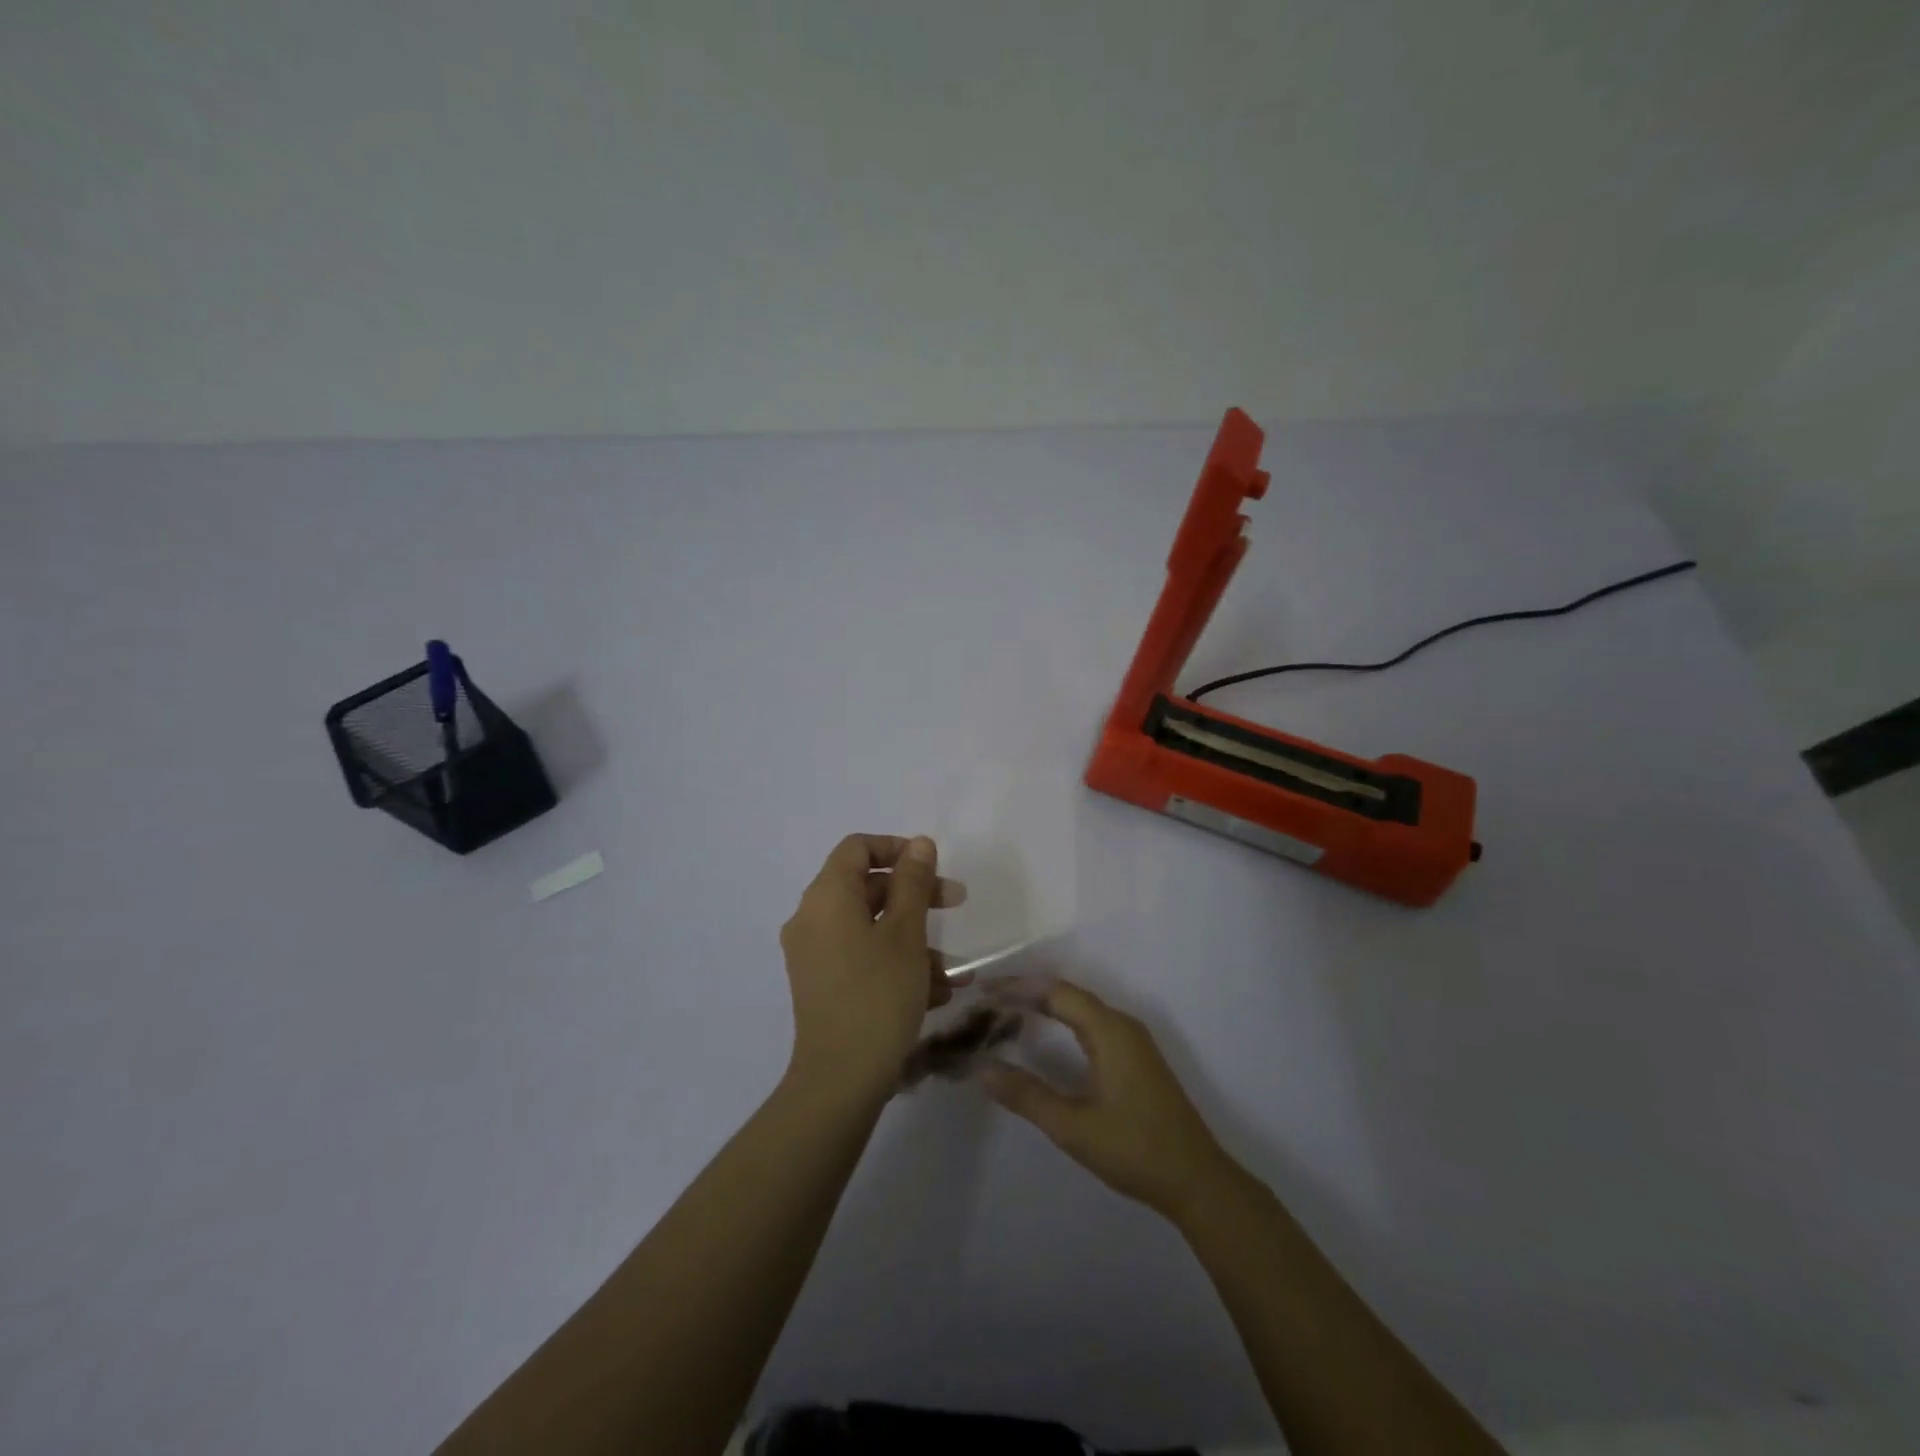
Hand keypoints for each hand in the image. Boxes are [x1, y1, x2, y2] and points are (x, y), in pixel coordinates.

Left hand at [779, 834, 965, 1102]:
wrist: (840, 1081)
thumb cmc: (878, 994)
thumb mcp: (905, 933)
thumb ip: (913, 882)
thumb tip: (918, 844)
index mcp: (826, 897)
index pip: (857, 848)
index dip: (896, 848)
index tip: (932, 867)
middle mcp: (812, 919)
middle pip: (866, 887)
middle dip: (915, 895)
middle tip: (956, 904)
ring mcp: (814, 955)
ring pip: (869, 927)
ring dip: (913, 937)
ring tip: (953, 969)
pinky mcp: (822, 985)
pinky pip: (861, 957)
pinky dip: (895, 962)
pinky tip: (935, 992)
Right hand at [981, 980, 1236, 1220]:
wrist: (1198, 1181)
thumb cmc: (1135, 1150)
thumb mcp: (1073, 1127)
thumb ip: (1027, 1096)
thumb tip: (982, 1069)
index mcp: (1109, 1030)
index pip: (1056, 992)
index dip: (1017, 987)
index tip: (983, 991)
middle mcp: (1122, 1025)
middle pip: (1068, 994)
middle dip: (1027, 993)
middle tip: (988, 1001)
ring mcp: (1133, 1041)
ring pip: (1082, 1008)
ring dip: (1045, 1006)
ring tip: (1008, 1013)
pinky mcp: (1136, 1058)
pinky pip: (1092, 1023)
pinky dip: (1063, 1021)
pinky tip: (1046, 1037)